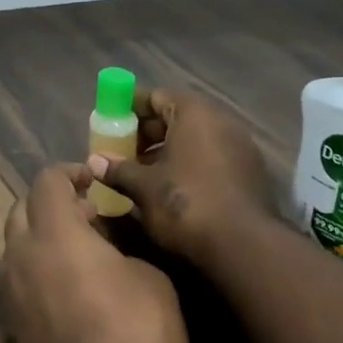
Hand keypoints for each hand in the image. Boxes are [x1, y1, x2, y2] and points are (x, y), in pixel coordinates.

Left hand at [0, 165, 187, 342]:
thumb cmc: (135, 332)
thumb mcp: (150, 278)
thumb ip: (121, 248)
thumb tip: (105, 249)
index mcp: (54, 232)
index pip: (46, 180)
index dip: (70, 171)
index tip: (94, 179)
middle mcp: (21, 254)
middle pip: (21, 207)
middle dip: (51, 200)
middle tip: (87, 209)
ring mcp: (10, 291)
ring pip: (15, 243)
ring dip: (42, 233)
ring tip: (79, 245)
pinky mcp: (11, 323)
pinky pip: (17, 276)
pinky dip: (37, 265)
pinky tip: (68, 282)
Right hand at [88, 87, 276, 263]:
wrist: (243, 245)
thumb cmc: (186, 204)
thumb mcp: (144, 187)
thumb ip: (118, 170)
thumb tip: (93, 163)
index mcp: (194, 113)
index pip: (156, 96)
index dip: (129, 108)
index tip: (109, 122)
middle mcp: (221, 120)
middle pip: (176, 116)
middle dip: (146, 133)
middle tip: (121, 151)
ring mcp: (239, 146)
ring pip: (194, 139)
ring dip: (166, 151)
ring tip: (140, 173)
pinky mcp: (249, 171)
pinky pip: (210, 156)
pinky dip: (188, 164)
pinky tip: (169, 187)